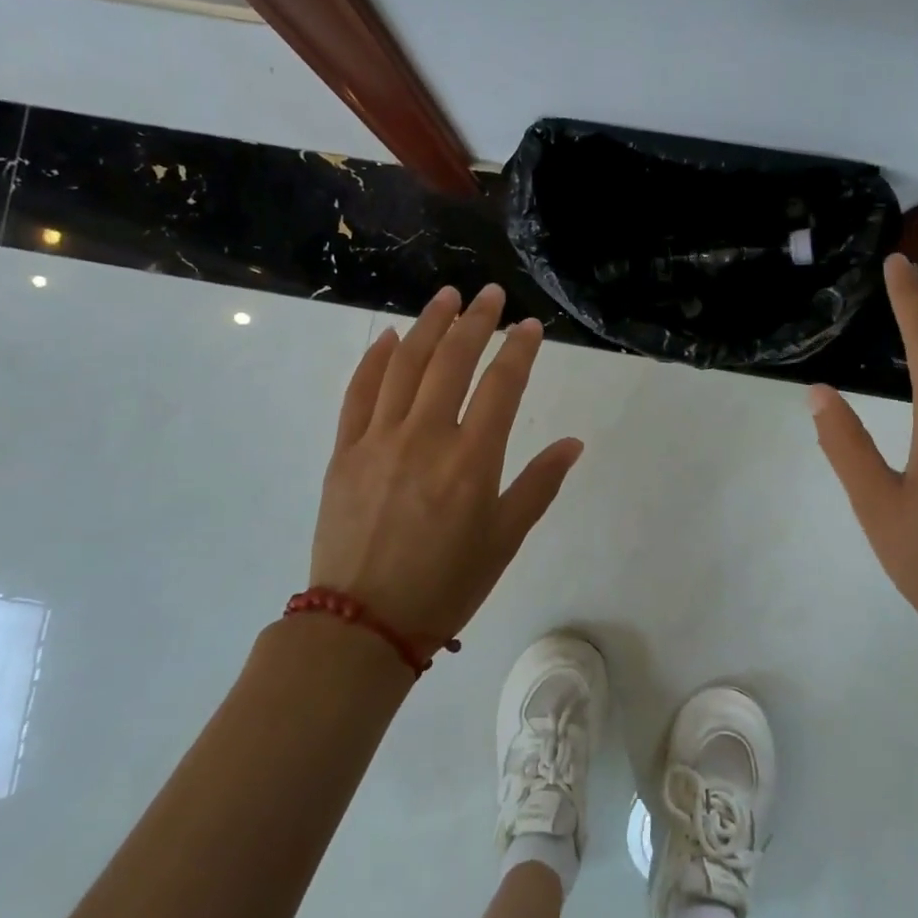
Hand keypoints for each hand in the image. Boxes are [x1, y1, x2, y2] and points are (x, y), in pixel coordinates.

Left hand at [309, 283, 583, 646]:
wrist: (363, 623)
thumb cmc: (446, 585)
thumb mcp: (504, 540)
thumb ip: (539, 485)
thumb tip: (573, 443)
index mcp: (472, 461)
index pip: (502, 386)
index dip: (519, 350)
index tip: (530, 326)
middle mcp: (426, 437)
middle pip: (453, 361)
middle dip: (476, 321)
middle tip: (490, 294)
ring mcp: (378, 439)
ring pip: (405, 365)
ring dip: (428, 324)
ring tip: (446, 297)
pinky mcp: (344, 451)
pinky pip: (359, 392)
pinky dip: (375, 360)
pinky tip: (389, 337)